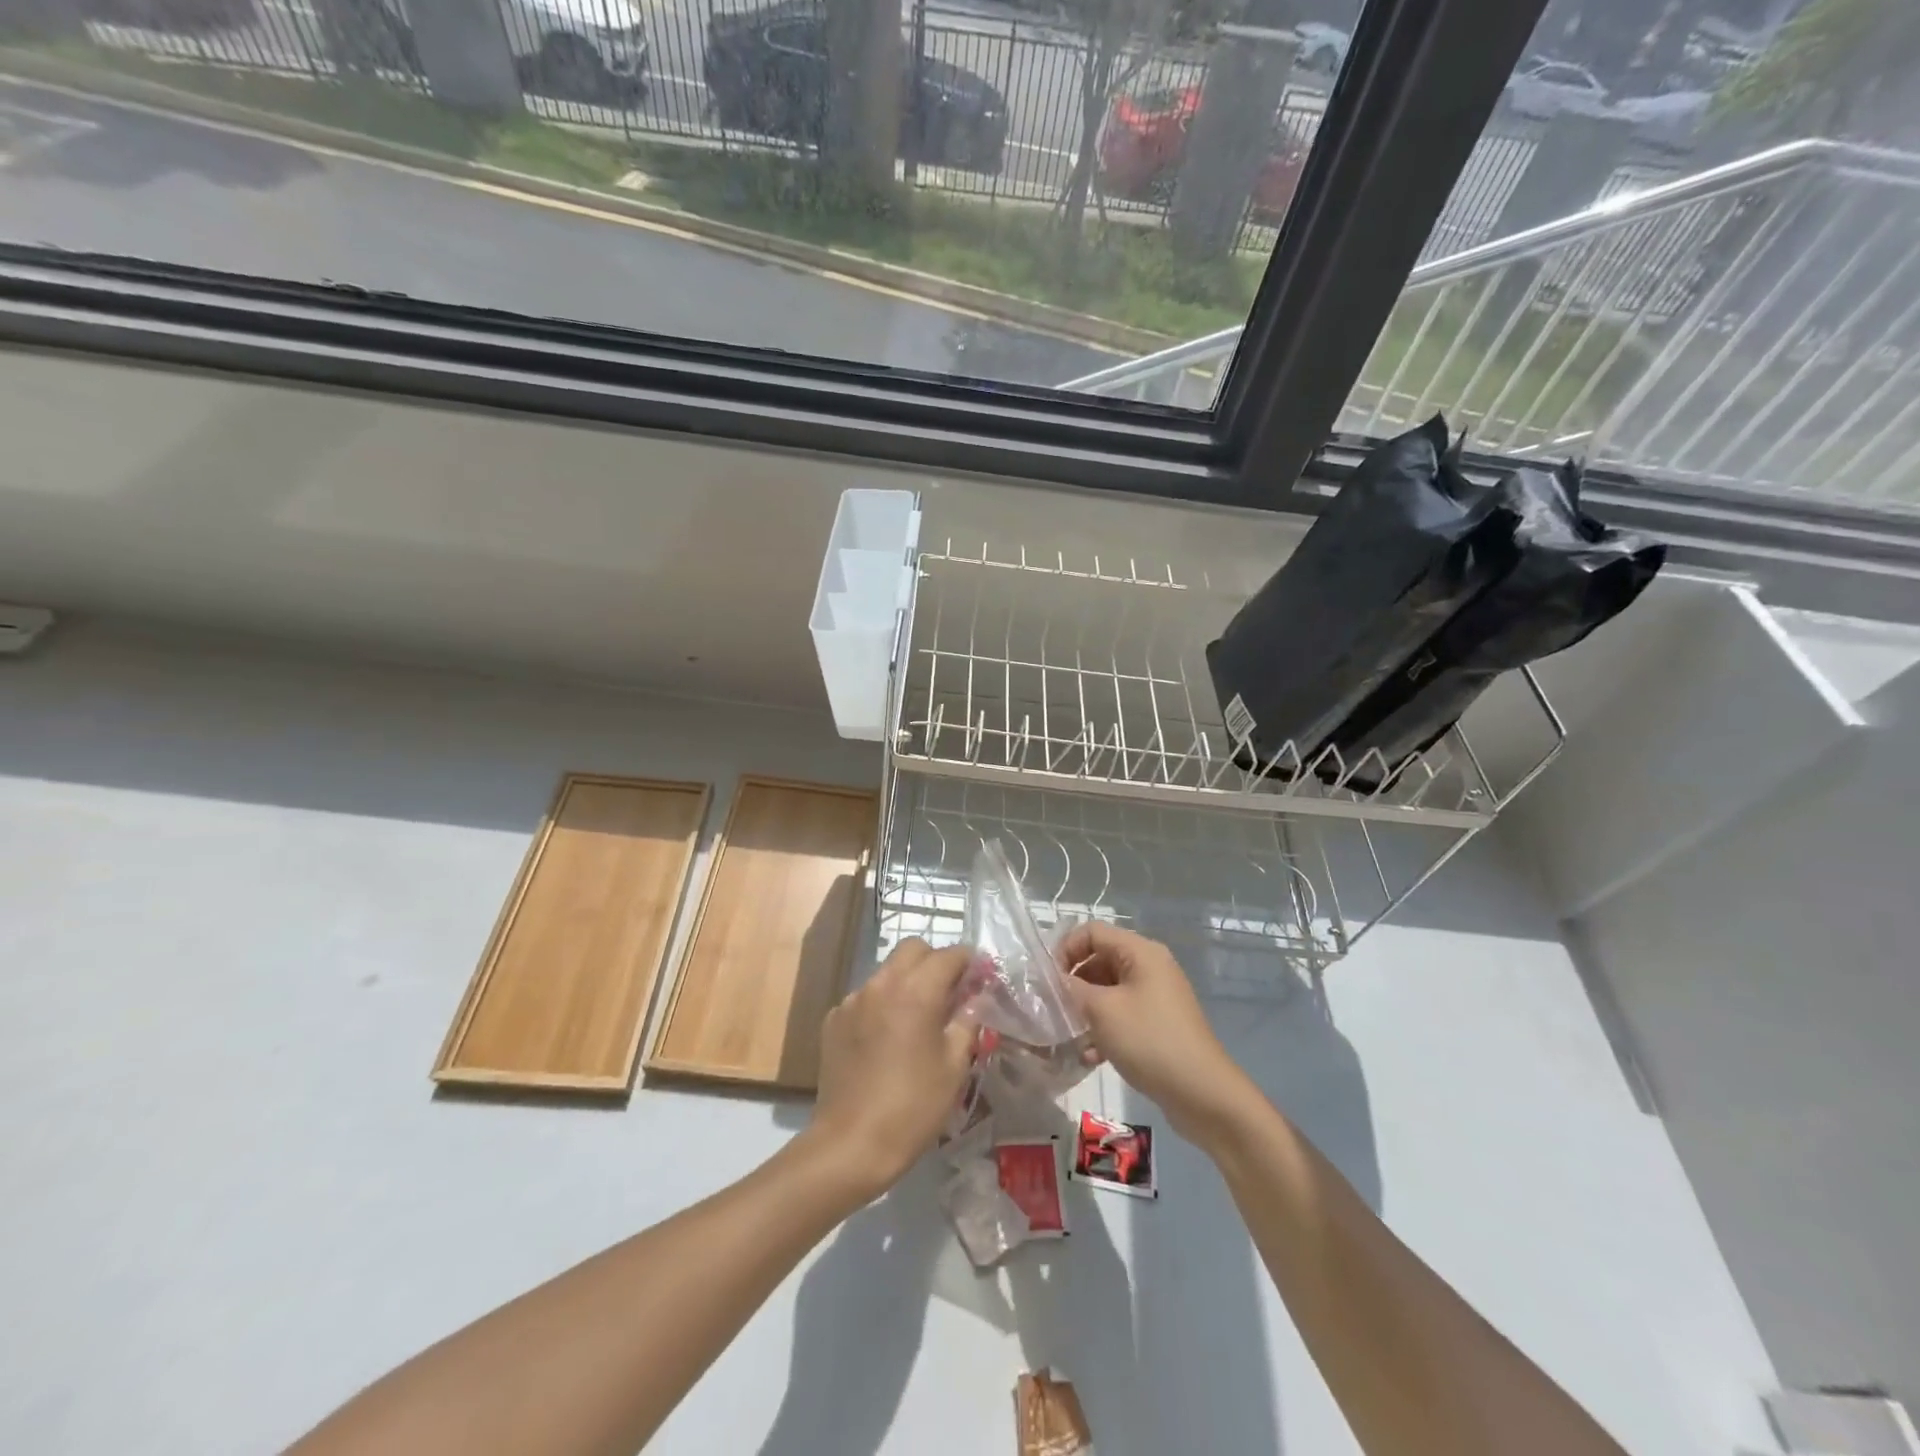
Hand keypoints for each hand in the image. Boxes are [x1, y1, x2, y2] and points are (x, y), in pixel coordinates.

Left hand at [802, 938, 975, 1200]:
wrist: (851, 1144)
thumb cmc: (913, 1106)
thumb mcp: (954, 1066)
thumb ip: (968, 1022)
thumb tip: (978, 997)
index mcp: (916, 991)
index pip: (949, 955)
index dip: (969, 962)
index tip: (980, 979)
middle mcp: (881, 984)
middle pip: (913, 950)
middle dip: (935, 962)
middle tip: (950, 993)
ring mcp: (852, 1000)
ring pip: (887, 971)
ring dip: (907, 981)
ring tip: (918, 1018)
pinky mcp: (834, 1019)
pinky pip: (865, 997)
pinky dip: (882, 1004)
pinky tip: (887, 1039)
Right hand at [1060, 923, 1254, 1143]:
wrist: (1203, 1094)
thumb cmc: (1149, 1041)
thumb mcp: (1102, 1011)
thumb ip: (1072, 989)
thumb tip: (1053, 980)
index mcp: (1140, 952)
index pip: (1092, 932)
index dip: (1065, 949)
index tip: (1047, 980)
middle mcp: (1150, 966)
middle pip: (1099, 959)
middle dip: (1074, 983)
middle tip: (1053, 1008)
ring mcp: (1156, 996)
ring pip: (1108, 990)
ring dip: (1086, 1009)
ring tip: (1069, 1035)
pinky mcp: (1158, 1024)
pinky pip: (1122, 1014)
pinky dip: (1103, 1029)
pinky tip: (1090, 1056)